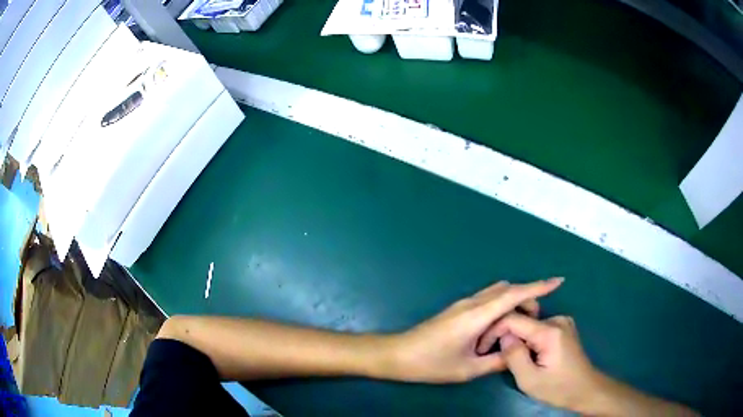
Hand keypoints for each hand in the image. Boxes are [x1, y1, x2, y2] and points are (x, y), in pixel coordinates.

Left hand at [388, 278, 562, 382]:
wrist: (398, 354)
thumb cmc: (431, 364)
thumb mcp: (468, 369)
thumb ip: (497, 361)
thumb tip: (517, 352)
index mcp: (477, 315)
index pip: (514, 294)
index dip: (538, 286)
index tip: (558, 281)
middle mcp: (472, 303)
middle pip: (507, 290)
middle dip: (527, 298)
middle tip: (534, 322)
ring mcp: (463, 304)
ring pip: (496, 293)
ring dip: (512, 303)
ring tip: (518, 326)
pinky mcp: (457, 309)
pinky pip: (486, 300)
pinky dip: (499, 307)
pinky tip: (499, 327)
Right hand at [489, 314, 699, 415]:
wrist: (592, 390)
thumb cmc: (564, 388)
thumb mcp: (531, 378)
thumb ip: (515, 355)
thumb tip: (504, 337)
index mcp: (553, 328)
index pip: (518, 317)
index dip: (499, 326)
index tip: (483, 336)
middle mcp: (562, 318)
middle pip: (527, 318)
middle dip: (512, 333)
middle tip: (502, 353)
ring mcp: (566, 322)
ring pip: (536, 324)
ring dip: (524, 338)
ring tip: (520, 358)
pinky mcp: (568, 329)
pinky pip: (543, 328)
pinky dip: (534, 338)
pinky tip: (534, 355)